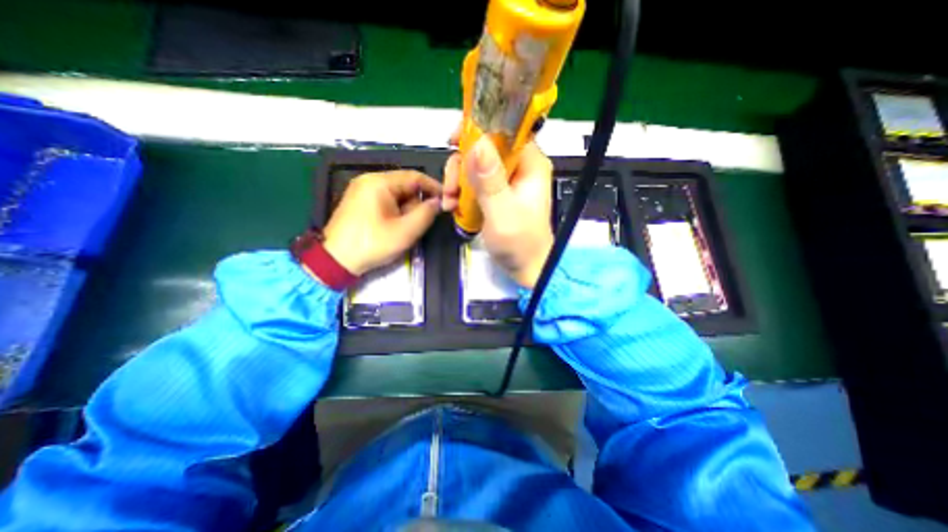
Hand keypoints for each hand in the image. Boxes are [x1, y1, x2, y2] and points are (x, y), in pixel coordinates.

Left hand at [322, 170, 440, 278]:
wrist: (336, 260)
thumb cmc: (372, 244)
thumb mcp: (405, 231)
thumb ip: (426, 214)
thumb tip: (439, 202)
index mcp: (379, 183)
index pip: (415, 177)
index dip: (434, 187)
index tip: (447, 200)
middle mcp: (370, 181)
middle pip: (405, 186)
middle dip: (419, 202)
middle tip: (425, 221)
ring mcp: (363, 191)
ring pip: (397, 195)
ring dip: (408, 209)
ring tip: (408, 228)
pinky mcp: (360, 202)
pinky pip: (387, 201)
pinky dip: (397, 212)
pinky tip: (397, 226)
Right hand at [444, 136, 555, 288]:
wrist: (526, 268)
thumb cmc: (520, 243)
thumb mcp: (503, 212)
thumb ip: (490, 180)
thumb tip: (478, 142)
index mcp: (529, 164)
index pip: (505, 130)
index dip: (478, 130)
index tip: (453, 141)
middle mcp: (519, 168)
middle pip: (484, 149)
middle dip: (462, 166)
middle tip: (451, 190)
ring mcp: (507, 182)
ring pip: (475, 166)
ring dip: (458, 182)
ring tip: (450, 204)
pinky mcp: (497, 195)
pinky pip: (475, 184)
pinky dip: (462, 193)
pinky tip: (454, 208)